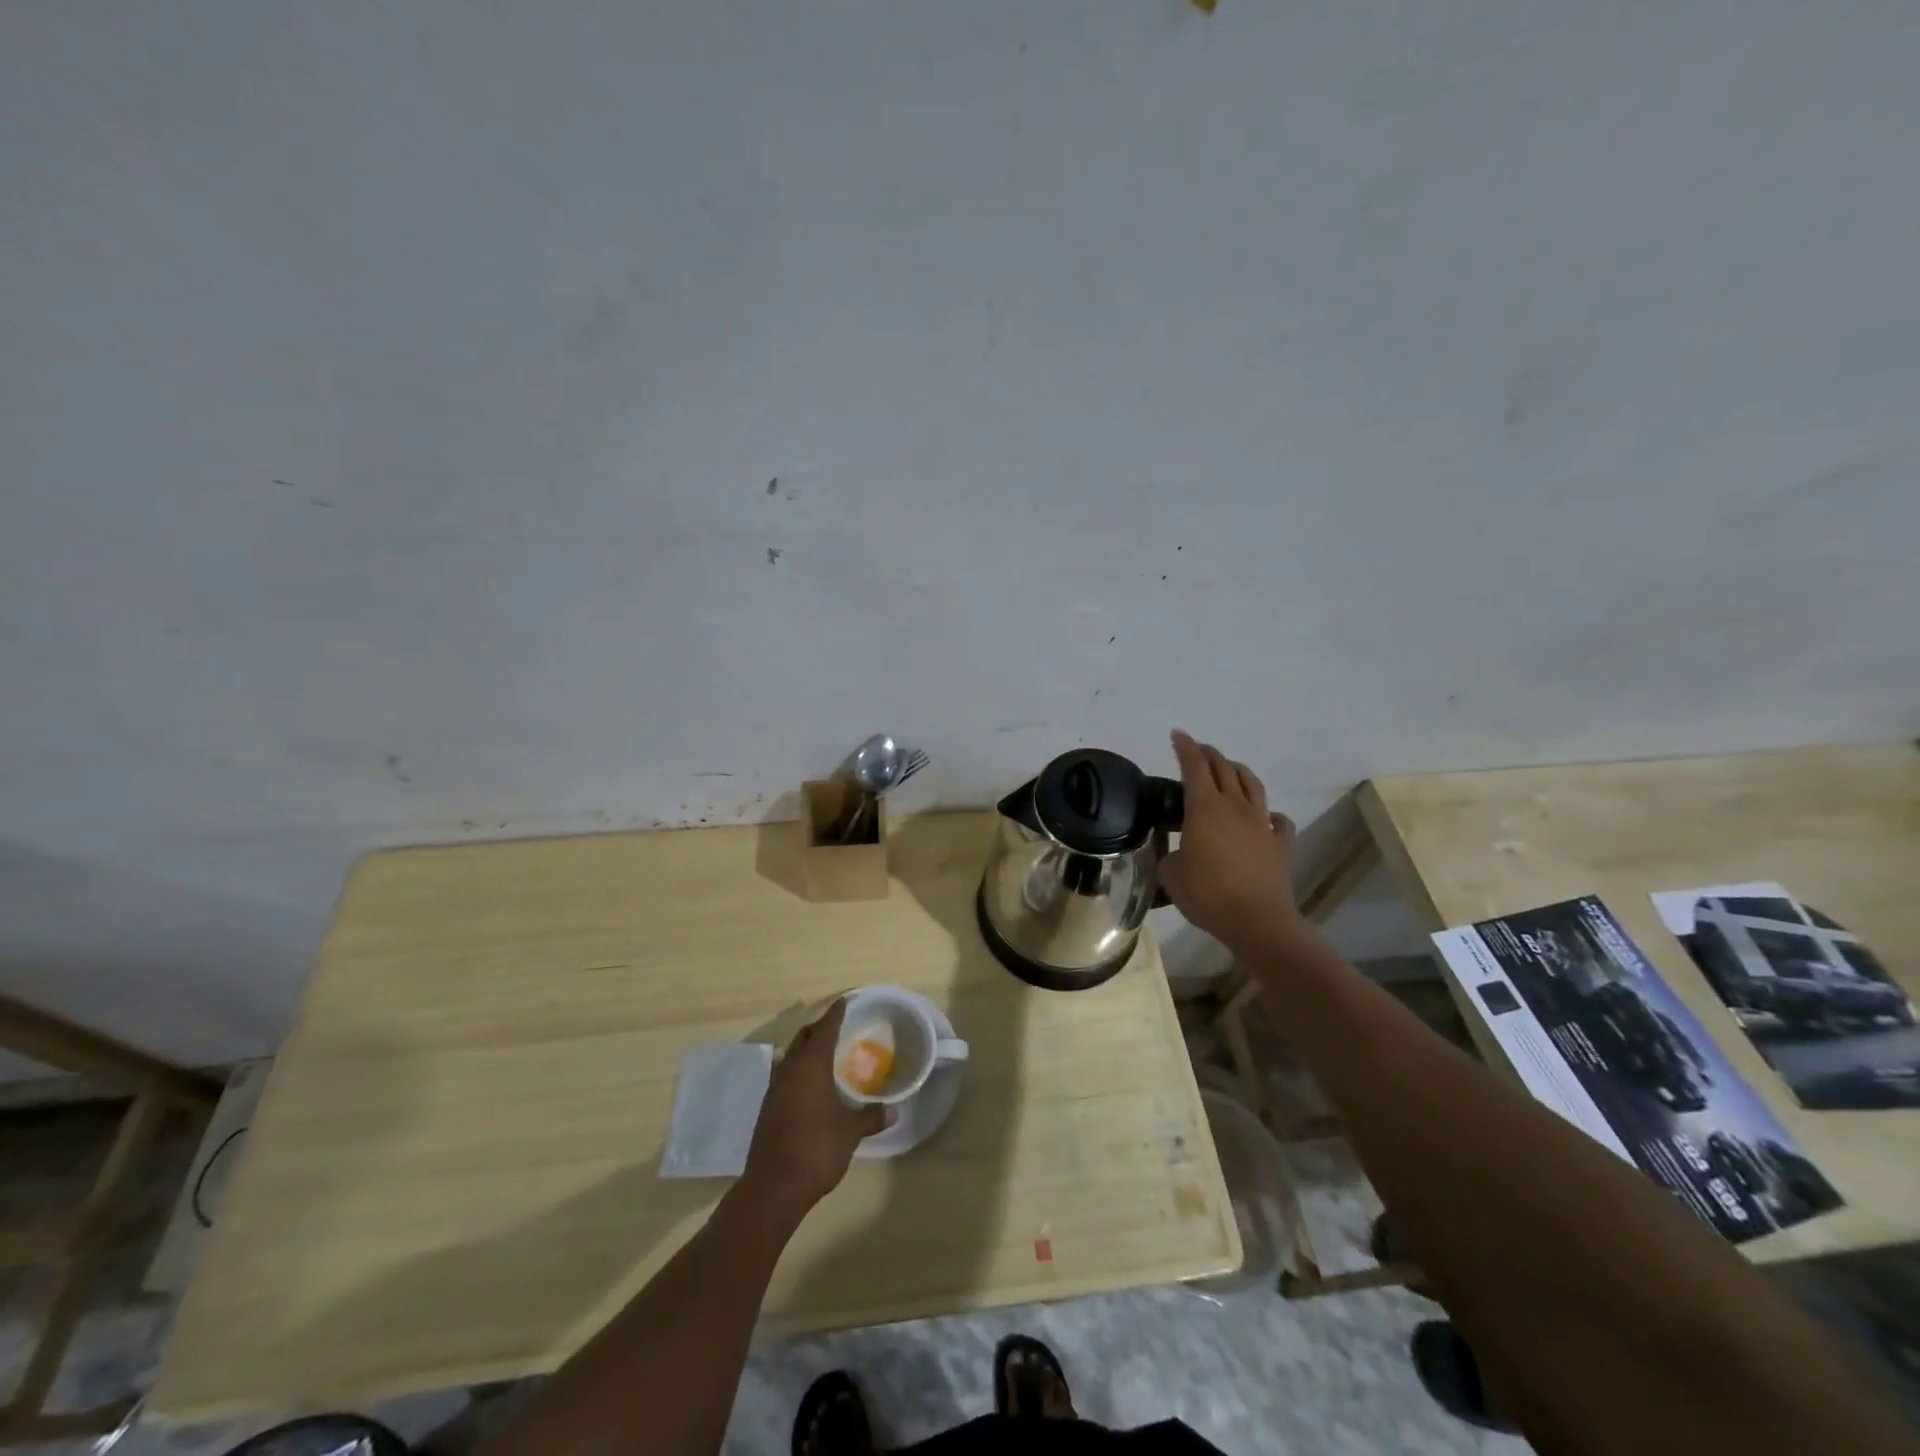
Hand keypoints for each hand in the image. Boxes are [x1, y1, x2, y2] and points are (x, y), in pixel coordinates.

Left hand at [741, 999, 889, 1219]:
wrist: (773, 1187)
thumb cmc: (816, 1148)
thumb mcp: (850, 1132)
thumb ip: (870, 1117)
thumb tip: (893, 1110)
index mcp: (811, 1065)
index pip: (825, 1027)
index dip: (836, 1013)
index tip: (846, 1002)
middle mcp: (789, 1069)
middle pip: (804, 1037)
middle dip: (820, 1029)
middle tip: (839, 1029)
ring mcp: (774, 1089)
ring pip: (791, 1057)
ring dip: (807, 1052)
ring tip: (827, 1057)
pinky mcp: (767, 1108)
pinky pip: (785, 1077)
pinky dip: (799, 1073)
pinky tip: (812, 1088)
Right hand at [1158, 729, 1300, 953]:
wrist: (1257, 921)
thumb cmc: (1207, 894)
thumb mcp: (1169, 874)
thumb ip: (1163, 856)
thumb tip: (1165, 851)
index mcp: (1204, 808)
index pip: (1193, 766)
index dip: (1184, 747)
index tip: (1177, 735)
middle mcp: (1234, 806)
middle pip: (1223, 768)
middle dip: (1209, 754)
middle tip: (1198, 750)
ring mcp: (1261, 823)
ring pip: (1252, 784)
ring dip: (1238, 771)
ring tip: (1230, 769)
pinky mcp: (1280, 843)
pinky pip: (1278, 821)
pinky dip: (1270, 814)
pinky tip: (1267, 817)